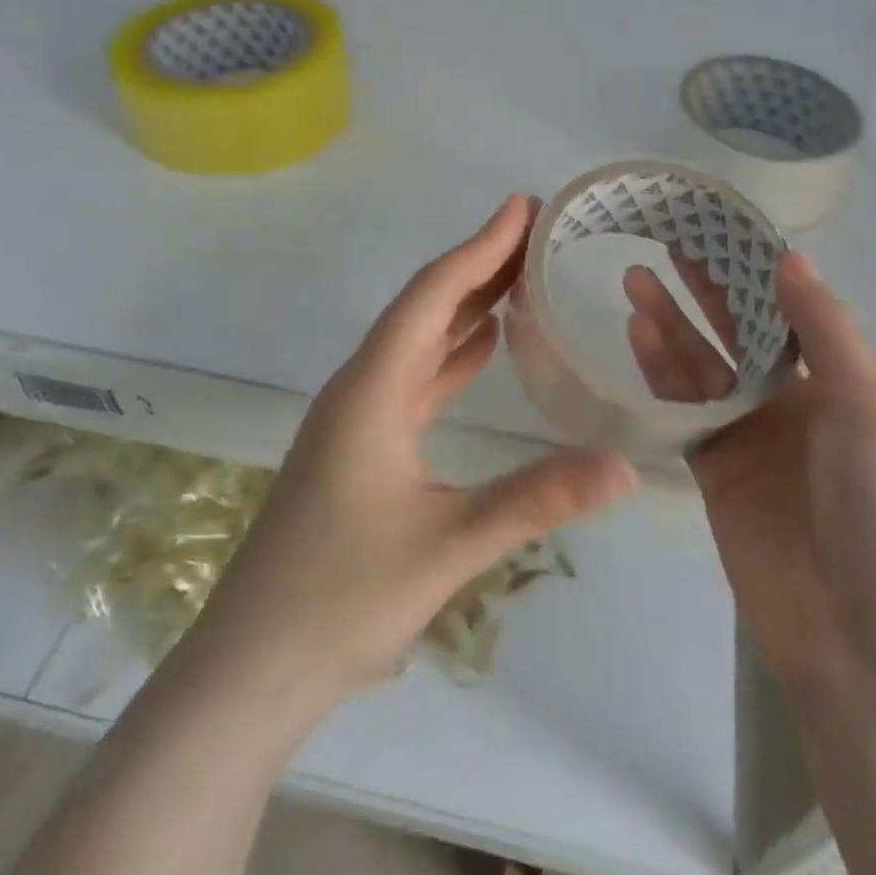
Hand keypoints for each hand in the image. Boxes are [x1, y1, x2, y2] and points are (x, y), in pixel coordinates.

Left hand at [195, 195, 638, 710]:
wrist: (251, 667)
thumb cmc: (341, 599)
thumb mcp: (449, 545)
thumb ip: (538, 499)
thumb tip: (625, 466)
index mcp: (373, 389)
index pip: (433, 296)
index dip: (480, 247)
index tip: (522, 207)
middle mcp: (360, 388)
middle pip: (424, 307)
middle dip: (479, 264)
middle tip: (533, 232)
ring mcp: (356, 418)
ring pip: (418, 341)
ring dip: (465, 305)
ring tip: (518, 277)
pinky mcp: (359, 447)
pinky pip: (413, 378)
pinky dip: (450, 354)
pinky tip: (482, 347)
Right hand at [624, 250, 875, 692]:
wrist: (869, 646)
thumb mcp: (873, 410)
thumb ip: (827, 332)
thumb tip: (790, 258)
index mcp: (845, 382)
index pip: (790, 308)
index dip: (754, 267)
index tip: (718, 226)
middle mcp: (797, 402)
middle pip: (740, 330)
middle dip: (704, 286)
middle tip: (664, 239)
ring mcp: (753, 436)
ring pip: (703, 365)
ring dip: (671, 323)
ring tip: (634, 279)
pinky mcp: (716, 470)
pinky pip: (684, 409)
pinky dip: (661, 373)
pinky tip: (637, 336)